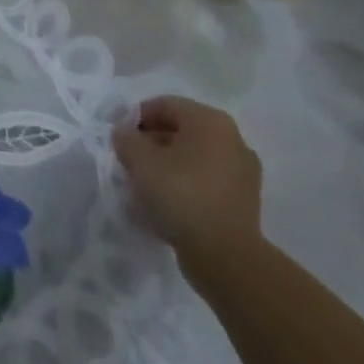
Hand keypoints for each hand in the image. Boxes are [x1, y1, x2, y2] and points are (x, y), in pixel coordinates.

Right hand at [112, 96, 261, 285]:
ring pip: (193, 158)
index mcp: (210, 121)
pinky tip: (166, 203)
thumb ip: (126, 138)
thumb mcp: (139, 159)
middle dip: (151, 143)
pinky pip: (206, 182)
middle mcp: (233, 140)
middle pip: (180, 131)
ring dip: (167, 165)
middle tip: (129, 160)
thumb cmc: (180, 194)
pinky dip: (185, 185)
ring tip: (145, 184)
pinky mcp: (244, 202)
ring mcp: (243, 173)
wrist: (226, 258)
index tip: (119, 138)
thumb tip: (125, 135)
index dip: (136, 118)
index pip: (164, 105)